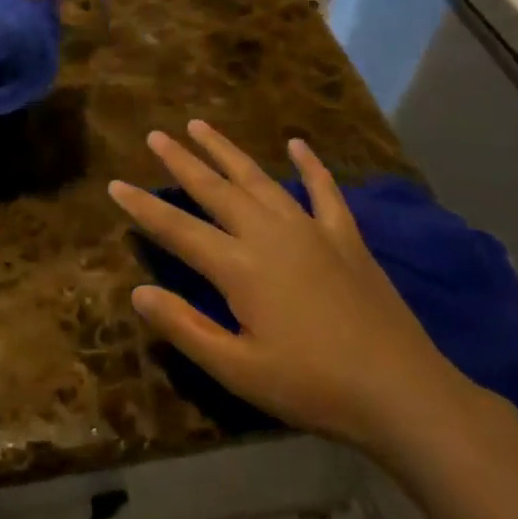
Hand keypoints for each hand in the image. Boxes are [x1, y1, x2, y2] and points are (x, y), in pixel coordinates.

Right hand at [108, 120, 478, 452]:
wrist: (402, 392)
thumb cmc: (312, 387)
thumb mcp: (237, 369)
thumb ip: (185, 327)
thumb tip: (138, 291)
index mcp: (239, 268)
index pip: (177, 229)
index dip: (143, 207)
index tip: (115, 184)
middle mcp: (269, 235)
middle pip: (215, 190)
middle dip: (181, 162)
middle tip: (156, 135)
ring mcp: (311, 230)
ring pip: (259, 179)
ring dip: (227, 151)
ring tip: (201, 125)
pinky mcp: (345, 238)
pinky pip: (324, 191)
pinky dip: (310, 165)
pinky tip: (297, 143)